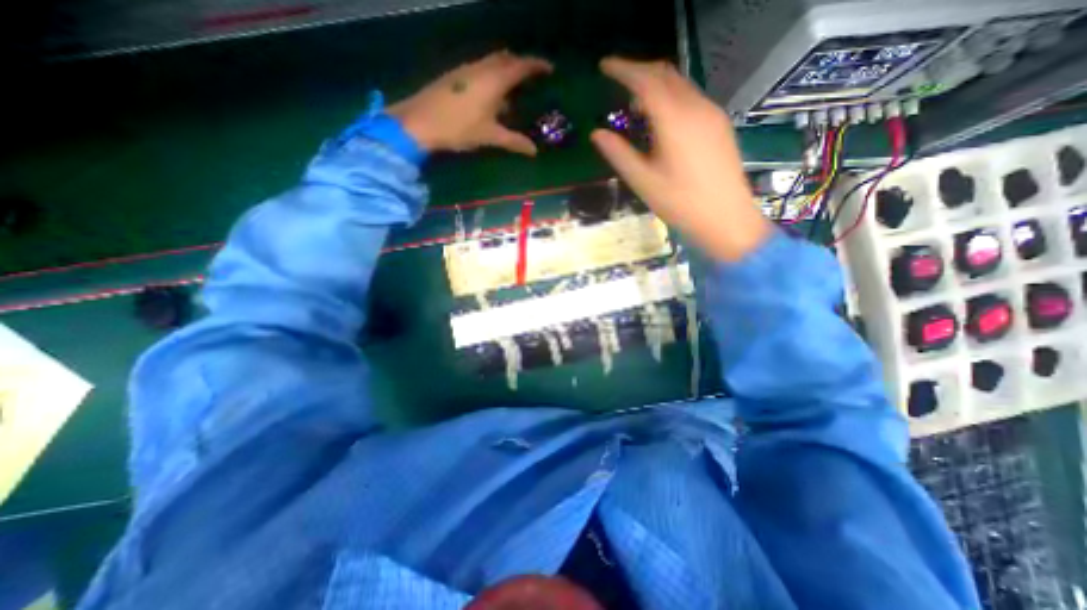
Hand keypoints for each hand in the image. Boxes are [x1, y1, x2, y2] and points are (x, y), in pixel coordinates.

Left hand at [389, 51, 552, 155]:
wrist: (420, 121)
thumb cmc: (460, 127)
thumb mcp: (490, 136)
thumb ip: (514, 141)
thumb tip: (534, 151)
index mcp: (494, 80)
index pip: (521, 66)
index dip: (537, 65)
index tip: (549, 69)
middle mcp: (481, 68)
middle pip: (506, 59)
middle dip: (520, 66)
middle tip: (531, 79)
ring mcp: (466, 70)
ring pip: (491, 64)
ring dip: (504, 72)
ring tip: (512, 91)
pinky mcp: (454, 77)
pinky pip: (479, 70)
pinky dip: (491, 77)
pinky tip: (490, 98)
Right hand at [591, 58, 766, 265]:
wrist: (725, 217)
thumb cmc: (680, 203)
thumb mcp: (643, 181)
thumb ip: (619, 153)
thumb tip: (597, 133)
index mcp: (674, 119)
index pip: (645, 80)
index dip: (623, 69)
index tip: (604, 65)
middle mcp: (695, 107)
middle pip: (665, 74)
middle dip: (639, 71)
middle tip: (617, 80)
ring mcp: (711, 113)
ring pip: (680, 84)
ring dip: (655, 84)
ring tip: (635, 104)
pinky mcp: (718, 124)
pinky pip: (690, 97)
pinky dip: (670, 97)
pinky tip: (661, 118)